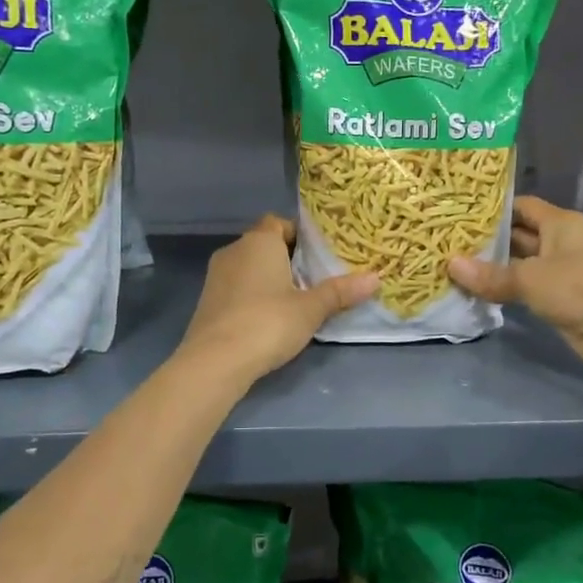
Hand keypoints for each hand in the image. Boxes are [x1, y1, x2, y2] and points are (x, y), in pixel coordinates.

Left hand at [178, 216, 377, 383]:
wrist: (215, 360)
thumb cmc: (268, 322)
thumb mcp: (311, 309)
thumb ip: (341, 292)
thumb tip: (376, 278)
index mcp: (259, 241)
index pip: (279, 222)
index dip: (299, 235)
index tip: (319, 254)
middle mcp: (234, 250)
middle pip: (264, 244)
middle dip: (287, 258)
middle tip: (314, 278)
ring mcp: (215, 276)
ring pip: (248, 267)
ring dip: (268, 278)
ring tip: (295, 300)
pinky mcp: (207, 301)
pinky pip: (236, 287)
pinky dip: (252, 295)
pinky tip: (268, 318)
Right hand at [447, 196, 582, 374]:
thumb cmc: (579, 287)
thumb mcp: (530, 278)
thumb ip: (491, 274)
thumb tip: (450, 265)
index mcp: (560, 223)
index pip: (522, 206)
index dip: (494, 208)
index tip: (462, 212)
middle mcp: (562, 242)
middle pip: (520, 235)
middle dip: (489, 240)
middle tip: (450, 242)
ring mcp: (562, 271)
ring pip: (522, 264)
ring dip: (495, 268)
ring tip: (455, 266)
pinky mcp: (561, 299)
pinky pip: (527, 288)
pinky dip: (507, 290)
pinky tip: (478, 291)